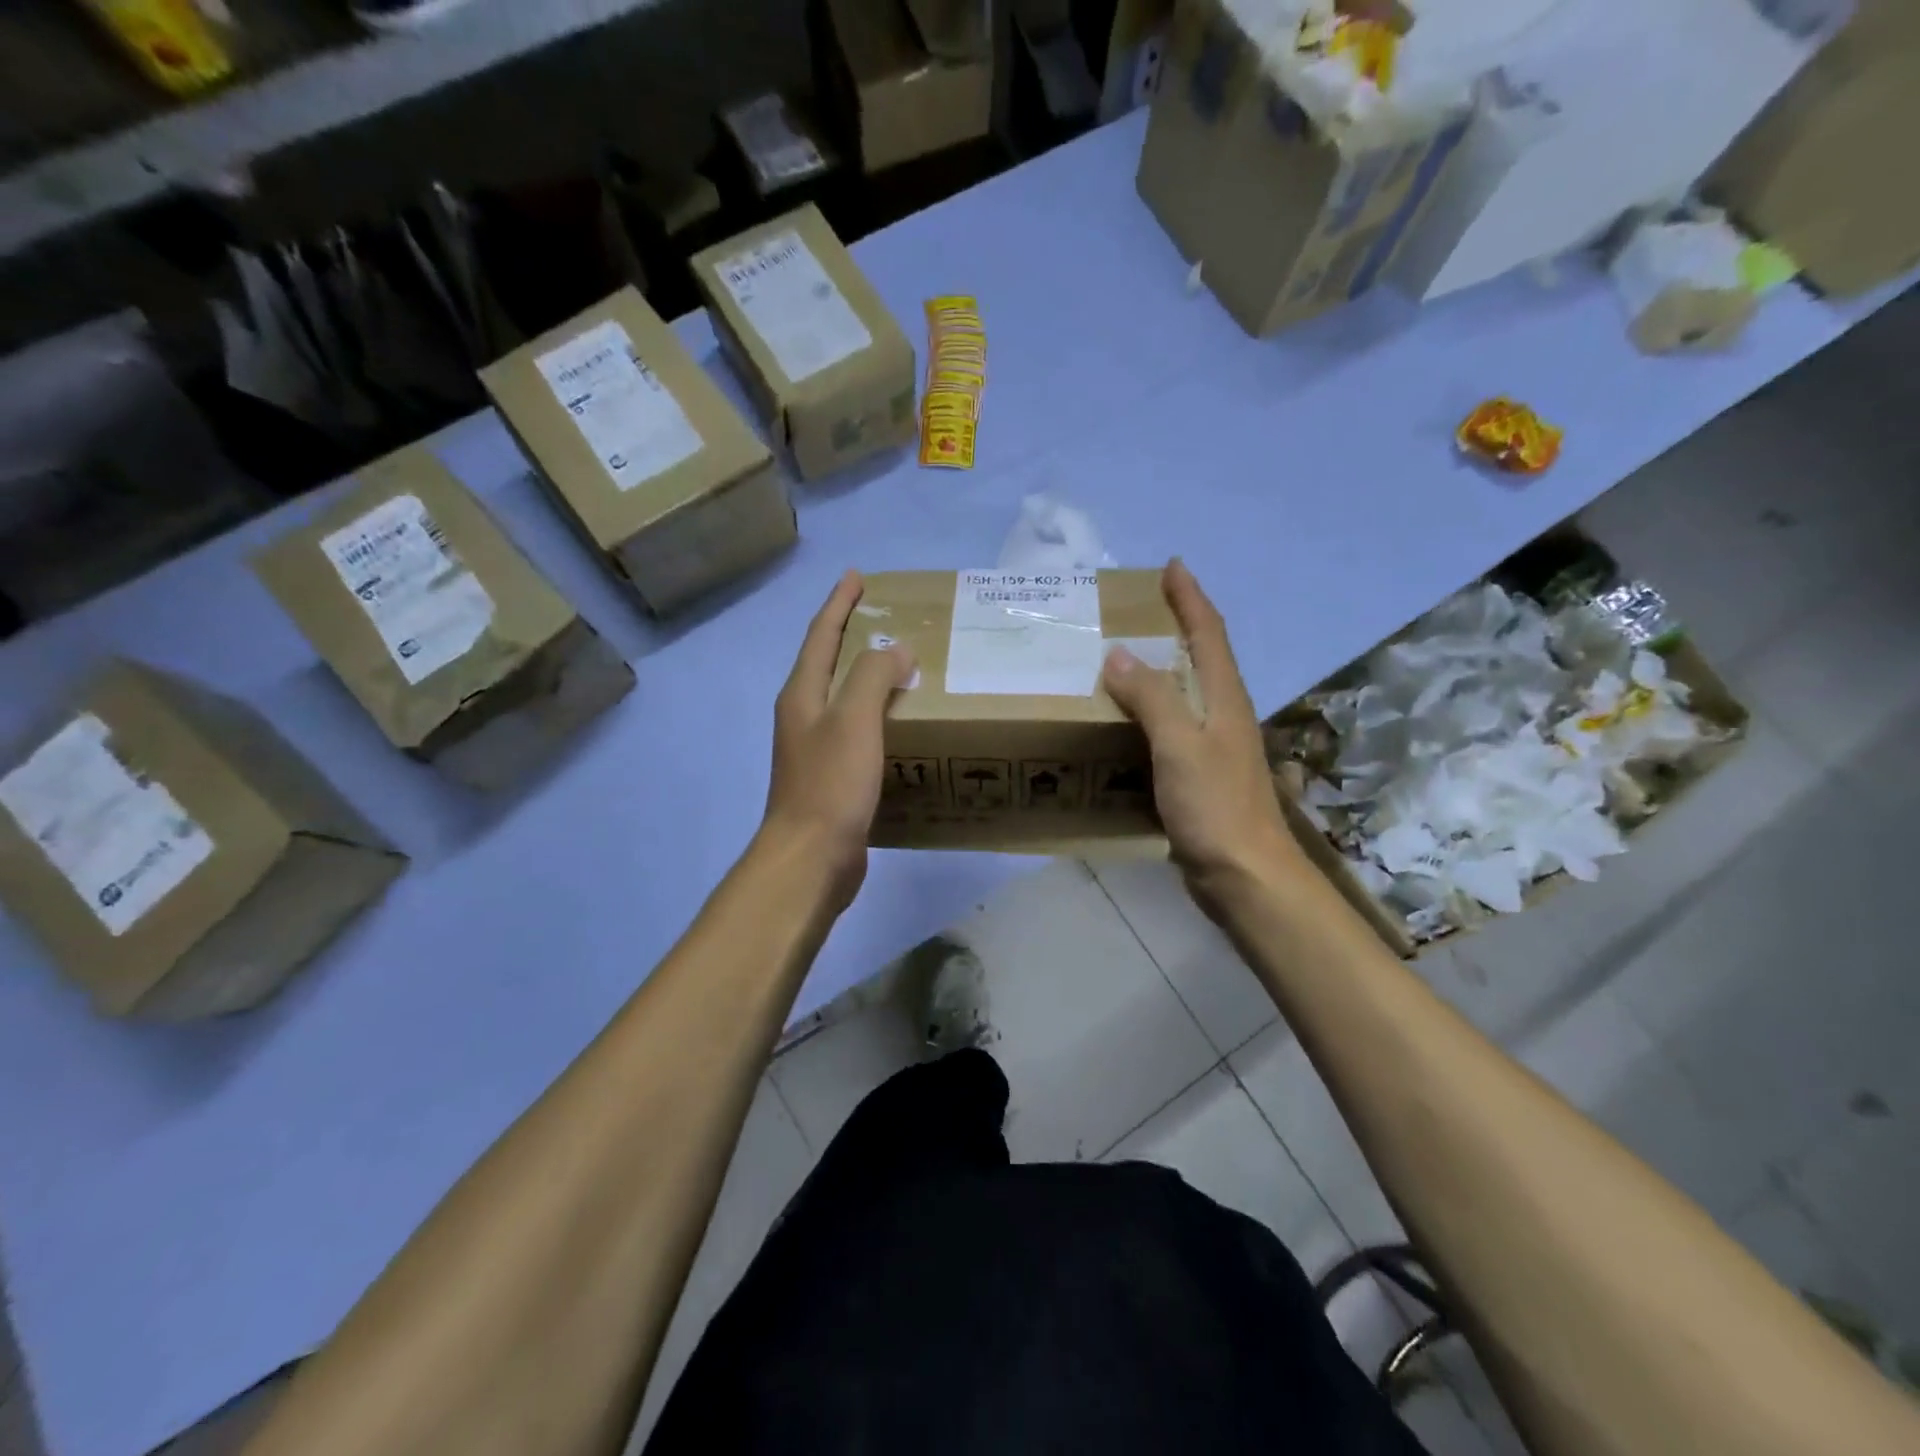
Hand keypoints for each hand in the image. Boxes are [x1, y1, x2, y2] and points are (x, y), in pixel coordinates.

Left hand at [763, 571, 915, 908]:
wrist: (811, 858)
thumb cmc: (830, 784)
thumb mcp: (853, 719)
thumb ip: (872, 675)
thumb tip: (896, 649)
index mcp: (802, 695)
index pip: (821, 636)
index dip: (838, 604)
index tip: (857, 576)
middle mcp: (804, 716)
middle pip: (829, 664)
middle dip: (854, 636)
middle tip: (891, 618)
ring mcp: (817, 749)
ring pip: (846, 700)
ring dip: (870, 678)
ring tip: (906, 667)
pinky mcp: (834, 778)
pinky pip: (860, 733)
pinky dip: (880, 717)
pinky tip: (905, 725)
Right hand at [1102, 560, 1303, 916]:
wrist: (1246, 877)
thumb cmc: (1215, 807)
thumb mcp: (1179, 746)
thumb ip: (1151, 698)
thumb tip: (1117, 654)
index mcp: (1223, 699)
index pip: (1208, 633)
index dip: (1191, 598)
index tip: (1172, 566)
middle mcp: (1222, 715)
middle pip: (1201, 657)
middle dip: (1175, 626)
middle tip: (1136, 610)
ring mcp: (1214, 748)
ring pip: (1185, 694)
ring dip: (1159, 670)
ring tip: (1120, 659)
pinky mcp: (1200, 777)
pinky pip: (1171, 729)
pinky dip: (1149, 713)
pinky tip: (1124, 723)